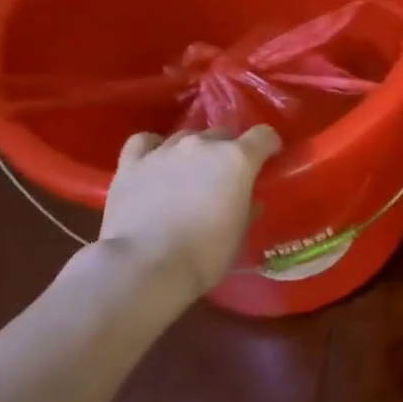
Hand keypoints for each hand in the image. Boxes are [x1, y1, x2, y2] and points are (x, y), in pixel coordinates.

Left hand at [97, 126, 282, 294]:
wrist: (144, 266)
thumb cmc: (204, 255)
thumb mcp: (239, 233)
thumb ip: (247, 208)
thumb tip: (248, 201)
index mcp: (237, 159)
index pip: (263, 135)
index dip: (269, 145)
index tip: (270, 157)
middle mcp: (202, 145)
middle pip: (222, 135)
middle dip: (228, 151)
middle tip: (224, 177)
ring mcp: (165, 151)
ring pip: (186, 137)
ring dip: (193, 152)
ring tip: (189, 174)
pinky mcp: (132, 163)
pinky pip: (145, 142)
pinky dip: (153, 147)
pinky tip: (155, 162)